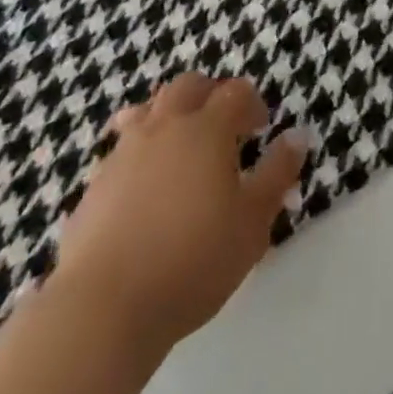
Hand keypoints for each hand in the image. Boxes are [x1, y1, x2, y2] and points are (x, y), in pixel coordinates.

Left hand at [56, 74, 307, 353]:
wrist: (103, 307)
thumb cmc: (192, 261)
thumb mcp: (253, 222)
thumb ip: (277, 174)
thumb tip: (297, 135)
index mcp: (207, 128)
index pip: (235, 92)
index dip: (252, 103)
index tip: (261, 127)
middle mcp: (165, 126)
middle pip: (189, 86)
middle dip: (210, 95)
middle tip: (223, 126)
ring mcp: (124, 151)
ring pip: (149, 109)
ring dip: (170, 115)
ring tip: (180, 146)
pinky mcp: (95, 183)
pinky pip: (122, 147)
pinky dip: (140, 151)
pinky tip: (145, 186)